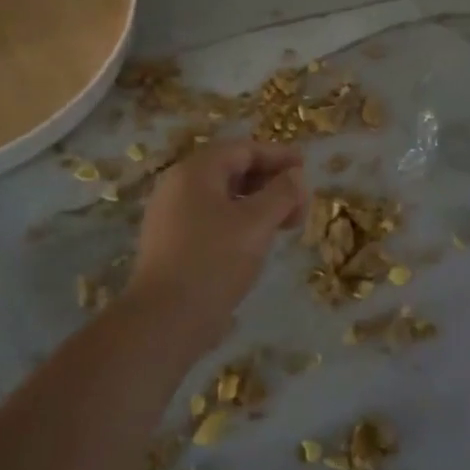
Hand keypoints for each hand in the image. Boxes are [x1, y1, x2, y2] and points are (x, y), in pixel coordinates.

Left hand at [128, 140, 305, 348]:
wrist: (164, 320)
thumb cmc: (214, 260)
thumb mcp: (257, 222)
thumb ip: (282, 193)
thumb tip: (295, 175)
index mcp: (196, 171)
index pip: (243, 149)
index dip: (278, 155)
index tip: (305, 166)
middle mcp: (178, 186)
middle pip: (231, 170)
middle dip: (270, 182)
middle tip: (299, 201)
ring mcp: (170, 216)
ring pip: (222, 197)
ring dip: (257, 204)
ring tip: (284, 224)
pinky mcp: (171, 244)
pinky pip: (211, 219)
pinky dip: (239, 222)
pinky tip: (257, 242)